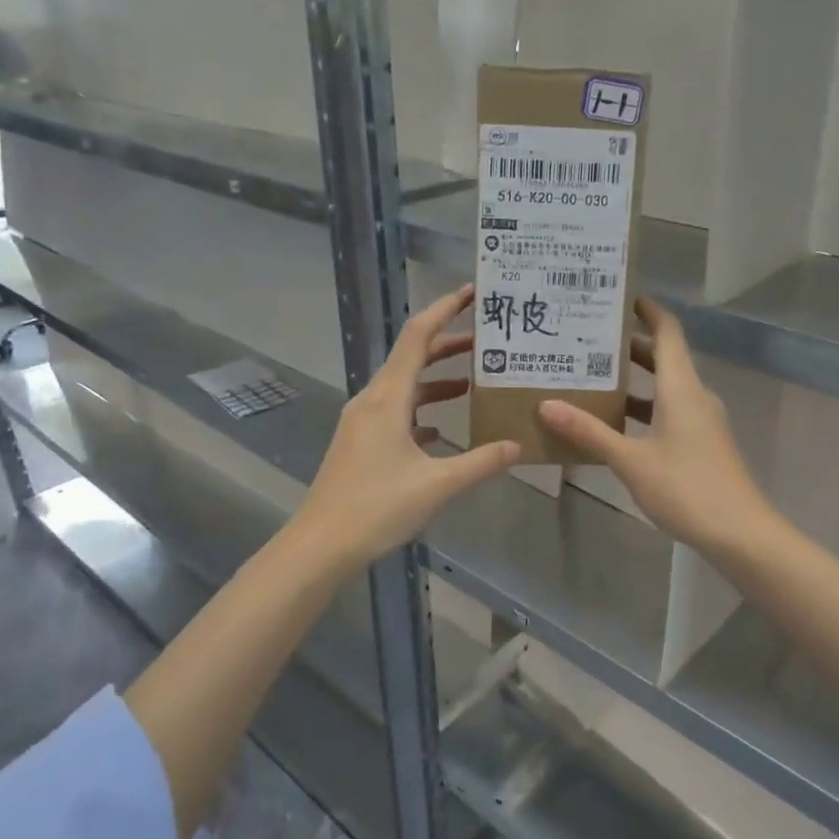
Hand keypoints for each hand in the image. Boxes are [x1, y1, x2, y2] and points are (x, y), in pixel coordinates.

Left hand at [295, 285, 519, 569]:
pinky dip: (423, 409)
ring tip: (475, 379)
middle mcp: (372, 400)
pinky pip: (397, 413)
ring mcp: (363, 422)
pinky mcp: (361, 443)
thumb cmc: (376, 508)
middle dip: (449, 344)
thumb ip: (480, 462)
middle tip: (488, 338)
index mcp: (388, 398)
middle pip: (412, 357)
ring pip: (405, 387)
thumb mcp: (437, 485)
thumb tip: (517, 445)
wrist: (320, 545)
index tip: (473, 293)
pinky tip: (445, 428)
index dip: (445, 309)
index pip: (418, 336)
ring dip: (438, 379)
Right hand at [539, 298, 774, 557]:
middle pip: (663, 358)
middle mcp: (694, 396)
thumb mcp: (631, 460)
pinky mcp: (701, 444)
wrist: (740, 533)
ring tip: (591, 379)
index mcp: (681, 388)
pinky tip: (614, 425)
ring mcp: (701, 422)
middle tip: (586, 340)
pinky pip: (668, 413)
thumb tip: (547, 405)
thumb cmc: (686, 488)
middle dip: (628, 347)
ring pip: (664, 389)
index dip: (648, 310)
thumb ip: (590, 432)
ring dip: (633, 382)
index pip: (668, 332)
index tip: (620, 298)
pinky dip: (642, 410)